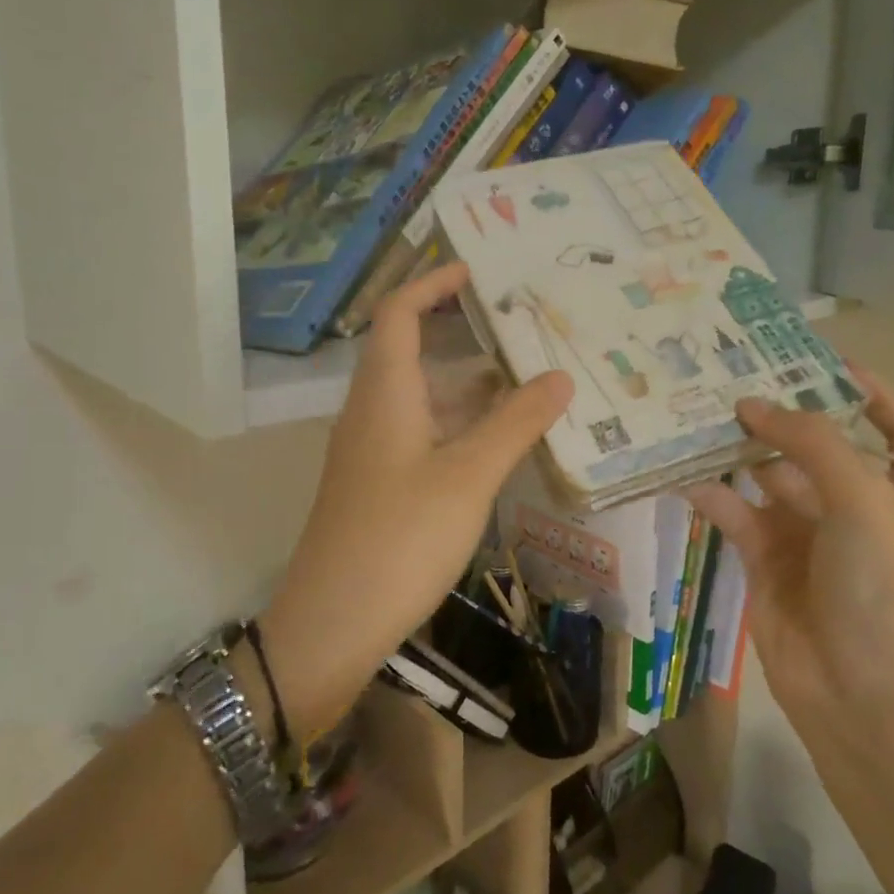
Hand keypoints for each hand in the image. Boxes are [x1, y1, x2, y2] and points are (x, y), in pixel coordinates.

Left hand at [259, 263, 573, 735]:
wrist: (333, 622)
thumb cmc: (400, 537)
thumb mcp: (468, 476)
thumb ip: (515, 424)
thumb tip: (560, 377)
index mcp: (385, 393)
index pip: (399, 313)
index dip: (431, 284)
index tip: (475, 271)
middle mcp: (371, 412)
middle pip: (410, 350)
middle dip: (460, 331)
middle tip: (518, 326)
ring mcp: (371, 451)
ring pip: (420, 397)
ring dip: (466, 383)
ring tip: (524, 379)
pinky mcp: (378, 485)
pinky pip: (421, 433)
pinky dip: (458, 424)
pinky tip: (497, 443)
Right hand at [685, 372, 893, 742]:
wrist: (860, 696)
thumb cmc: (881, 590)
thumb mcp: (863, 502)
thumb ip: (813, 443)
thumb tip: (754, 406)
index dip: (875, 396)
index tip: (832, 367)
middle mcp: (854, 509)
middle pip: (819, 447)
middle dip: (785, 416)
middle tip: (738, 378)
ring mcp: (807, 536)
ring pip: (769, 477)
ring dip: (741, 450)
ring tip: (702, 414)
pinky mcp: (765, 562)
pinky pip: (736, 515)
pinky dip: (714, 495)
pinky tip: (686, 474)